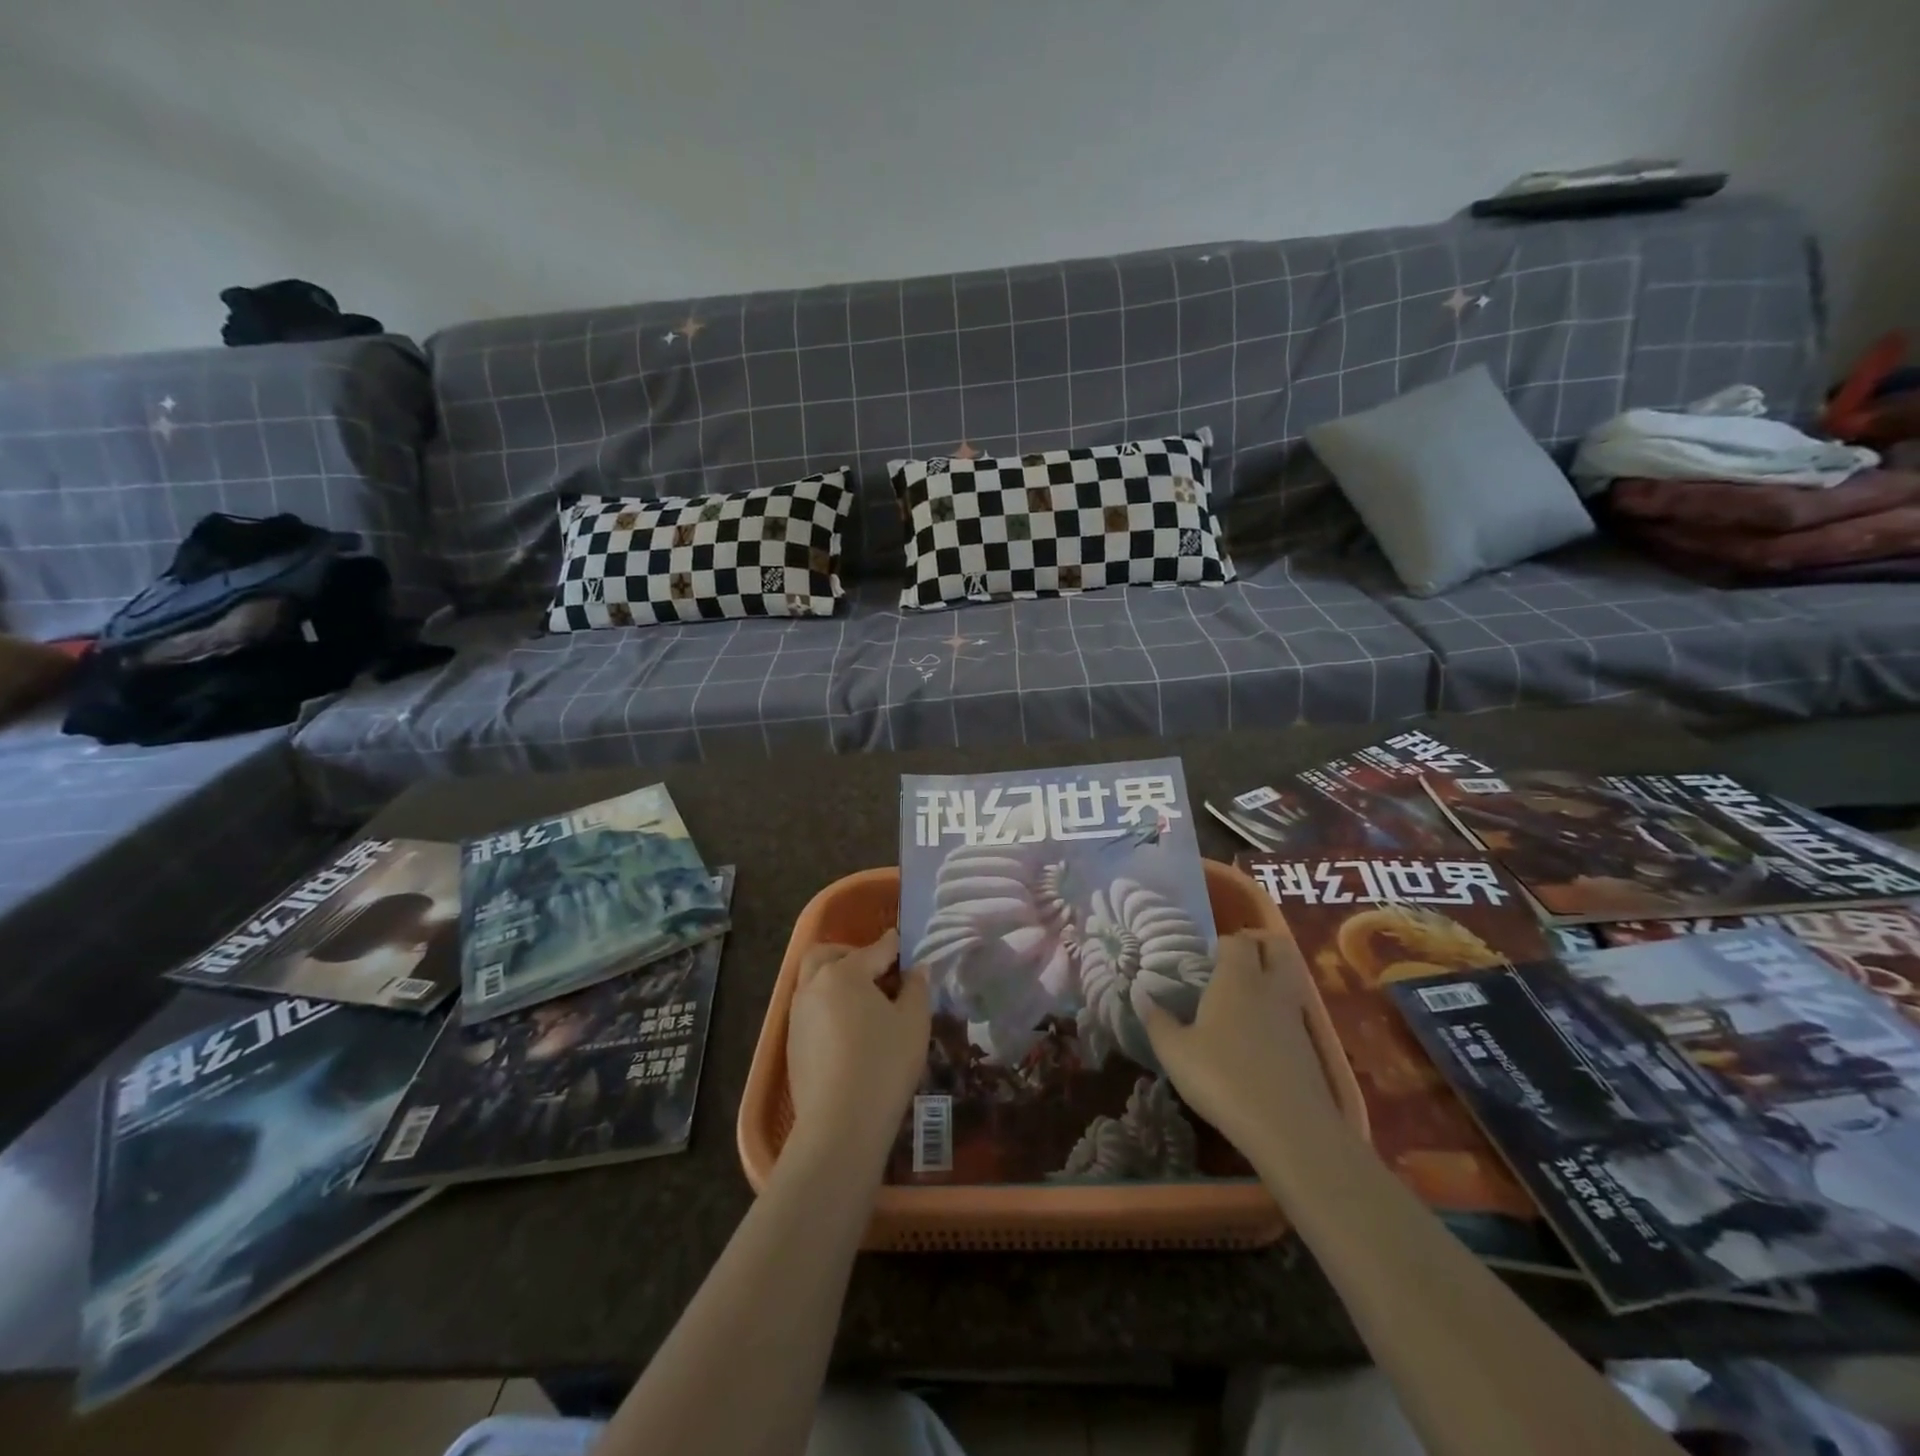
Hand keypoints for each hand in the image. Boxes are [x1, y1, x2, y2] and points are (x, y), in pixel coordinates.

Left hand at [785, 931, 931, 1165]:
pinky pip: (810, 1008)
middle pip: (827, 954)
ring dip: (835, 978)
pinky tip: (848, 1028)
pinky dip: (827, 1005)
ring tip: (863, 1000)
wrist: (840, 1124)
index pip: (875, 949)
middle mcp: (814, 985)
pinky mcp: (792, 1042)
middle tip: (876, 969)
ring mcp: (798, 1015)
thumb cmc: (884, 1064)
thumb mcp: (914, 1022)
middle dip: (851, 953)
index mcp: (845, 973)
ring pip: (813, 980)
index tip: (904, 943)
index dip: (894, 945)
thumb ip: (916, 988)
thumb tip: (917, 968)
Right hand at [1140, 931, 1341, 1154]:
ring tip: (1243, 1001)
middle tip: (1233, 963)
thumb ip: (1157, 1021)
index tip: (1203, 958)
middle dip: (1259, 946)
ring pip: (1289, 979)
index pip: (1236, 940)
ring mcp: (1295, 1017)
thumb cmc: (1223, 1078)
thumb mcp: (1175, 1053)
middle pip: (1276, 947)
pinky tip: (1258, 1038)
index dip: (1221, 943)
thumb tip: (1142, 996)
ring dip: (1271, 979)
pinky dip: (1279, 1014)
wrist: (1290, 1129)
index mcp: (1237, 978)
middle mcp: (1270, 988)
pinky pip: (1294, 1013)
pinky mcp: (1310, 1047)